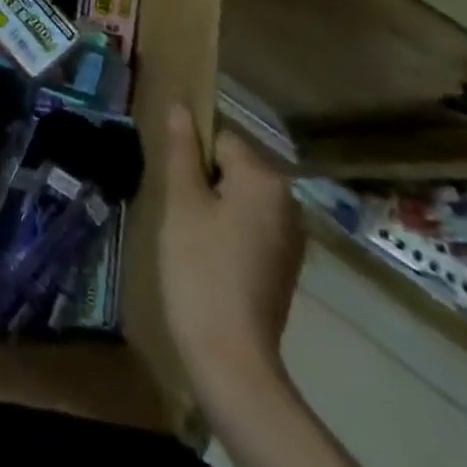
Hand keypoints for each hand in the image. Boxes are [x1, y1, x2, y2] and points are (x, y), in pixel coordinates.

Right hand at [160, 105, 305, 386]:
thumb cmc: (199, 268)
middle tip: (179, 214)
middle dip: (203, 182)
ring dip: (214, 208)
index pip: (220, 138)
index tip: (174, 187)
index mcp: (264, 178)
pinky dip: (229, 233)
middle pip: (233, 167)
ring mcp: (291, 235)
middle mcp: (287, 200)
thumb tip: (181, 108)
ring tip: (190, 238)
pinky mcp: (286, 264)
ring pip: (240, 198)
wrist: (231, 357)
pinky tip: (210, 260)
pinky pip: (251, 226)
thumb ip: (182, 151)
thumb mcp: (182, 203)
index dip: (191, 158)